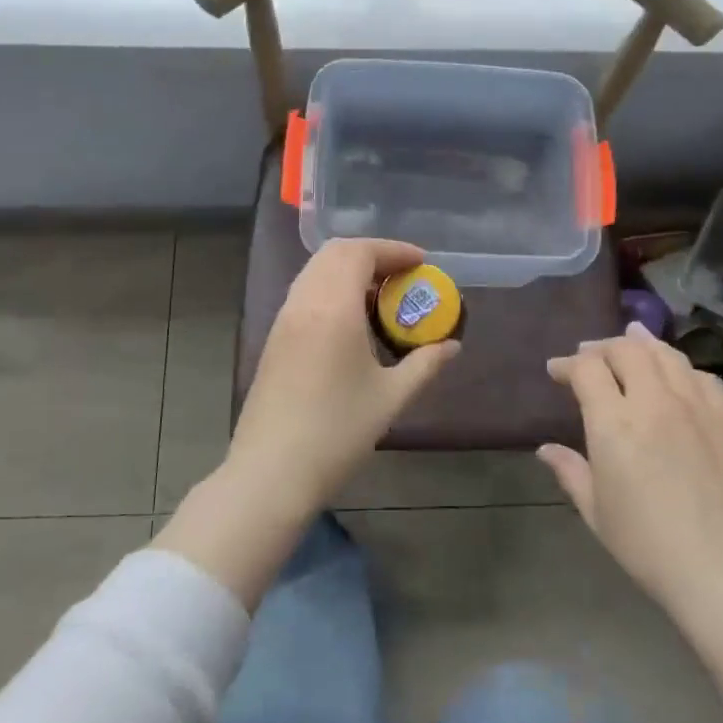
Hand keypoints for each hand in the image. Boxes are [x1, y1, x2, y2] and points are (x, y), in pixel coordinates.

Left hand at [228, 239, 459, 511]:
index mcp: (332, 308)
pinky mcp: (273, 338)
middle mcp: (303, 302)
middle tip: (403, 276)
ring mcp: (283, 319)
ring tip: (381, 296)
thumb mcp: (390, 398)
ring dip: (349, 270)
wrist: (271, 472)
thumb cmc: (336, 433)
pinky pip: (305, 292)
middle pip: (334, 253)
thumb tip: (451, 346)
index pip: (359, 253)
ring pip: (315, 271)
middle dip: (372, 254)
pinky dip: (331, 288)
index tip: (421, 263)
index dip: (393, 250)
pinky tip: (351, 320)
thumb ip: (424, 365)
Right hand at [541, 323, 722, 622]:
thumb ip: (571, 472)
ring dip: (642, 345)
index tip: (556, 371)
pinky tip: (677, 376)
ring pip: (666, 355)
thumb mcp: (597, 513)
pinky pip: (702, 377)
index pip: (587, 369)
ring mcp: (696, 407)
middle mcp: (654, 402)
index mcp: (614, 423)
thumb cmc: (650, 548)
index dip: (567, 364)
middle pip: (626, 350)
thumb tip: (546, 449)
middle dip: (601, 348)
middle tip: (589, 356)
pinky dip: (681, 368)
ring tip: (630, 344)